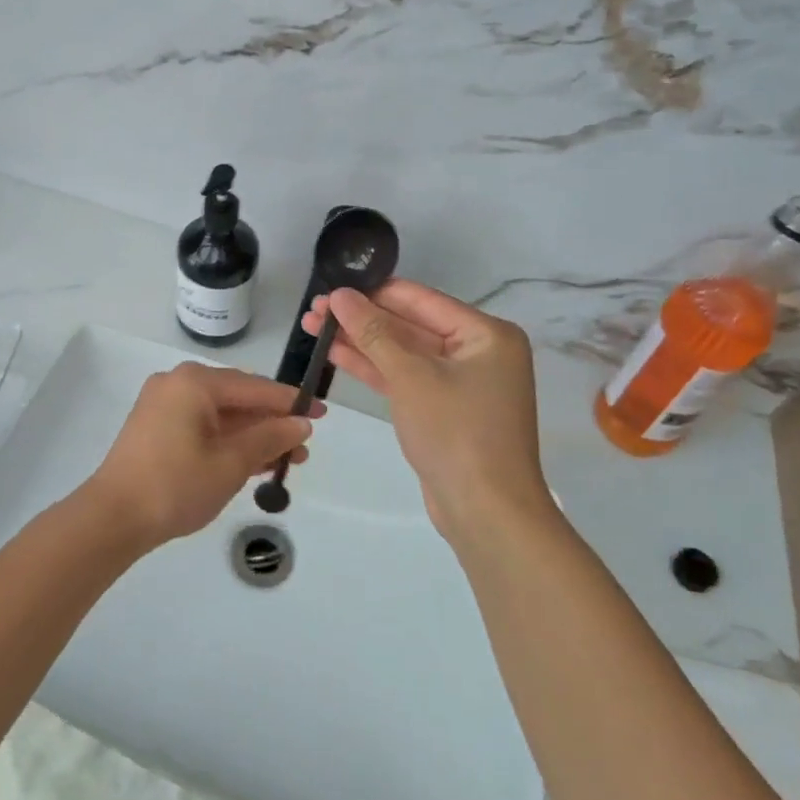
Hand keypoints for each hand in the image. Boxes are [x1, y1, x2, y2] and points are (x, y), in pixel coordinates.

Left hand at [82, 364, 315, 551]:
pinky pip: (201, 426)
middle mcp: (177, 384)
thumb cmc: (177, 484)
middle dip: (271, 422)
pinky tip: (253, 462)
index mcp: (194, 382)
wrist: (114, 517)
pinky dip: (227, 441)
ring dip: (252, 435)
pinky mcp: (155, 428)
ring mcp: (163, 405)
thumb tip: (300, 423)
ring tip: (286, 460)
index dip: (290, 402)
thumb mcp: (231, 462)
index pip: (253, 387)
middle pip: (236, 398)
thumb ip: (269, 437)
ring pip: (219, 415)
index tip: (321, 412)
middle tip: (303, 445)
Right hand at [304, 279, 547, 544]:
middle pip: (409, 325)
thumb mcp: (411, 376)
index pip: (420, 300)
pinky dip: (374, 368)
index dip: (373, 292)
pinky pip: (405, 378)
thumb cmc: (456, 433)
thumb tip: (340, 295)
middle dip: (361, 319)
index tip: (331, 286)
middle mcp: (477, 352)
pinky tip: (336, 354)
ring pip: (402, 353)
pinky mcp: (443, 410)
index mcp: (485, 334)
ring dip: (360, 342)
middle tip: (313, 310)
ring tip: (313, 328)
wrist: (487, 513)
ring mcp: (460, 383)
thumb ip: (373, 332)